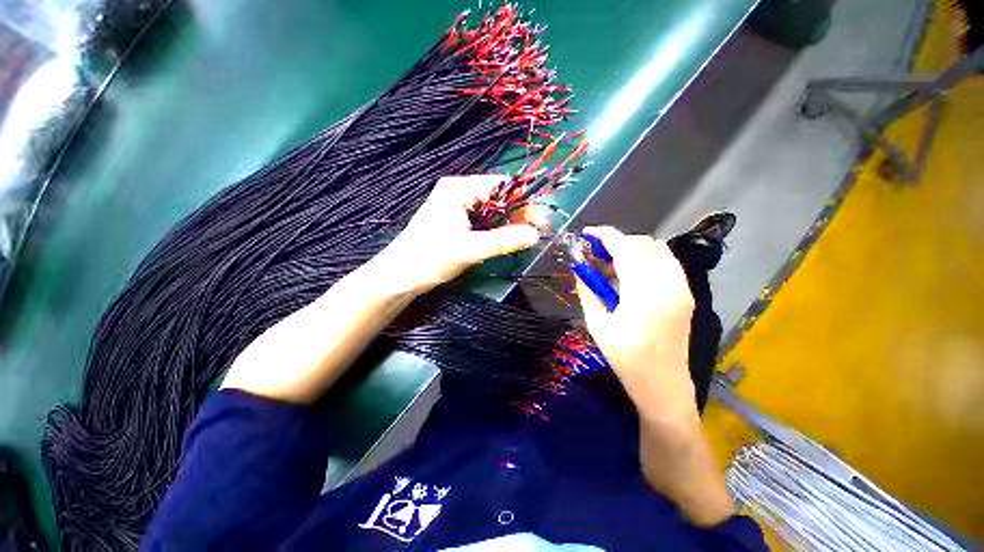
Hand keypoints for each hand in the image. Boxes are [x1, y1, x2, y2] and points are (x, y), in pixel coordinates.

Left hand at [379, 175, 541, 292]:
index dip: (524, 201)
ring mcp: (457, 208)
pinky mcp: (456, 223)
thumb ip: (504, 241)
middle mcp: (459, 193)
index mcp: (459, 190)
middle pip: (498, 199)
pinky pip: (483, 222)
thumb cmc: (430, 258)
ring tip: (525, 238)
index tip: (541, 219)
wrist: (400, 277)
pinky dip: (497, 231)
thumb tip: (536, 235)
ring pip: (492, 212)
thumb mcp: (470, 249)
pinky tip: (506, 241)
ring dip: (509, 225)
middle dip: (518, 215)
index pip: (500, 186)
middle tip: (537, 232)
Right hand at [574, 226, 698, 426]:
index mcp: (644, 295)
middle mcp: (669, 286)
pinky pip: (667, 262)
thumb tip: (580, 267)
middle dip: (617, 241)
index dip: (605, 235)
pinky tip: (631, 271)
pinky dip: (647, 257)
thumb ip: (587, 291)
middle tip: (596, 253)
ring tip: (612, 261)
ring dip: (633, 248)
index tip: (588, 233)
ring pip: (658, 250)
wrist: (663, 385)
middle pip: (643, 244)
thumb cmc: (626, 359)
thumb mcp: (597, 325)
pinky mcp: (686, 293)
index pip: (626, 249)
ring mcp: (682, 288)